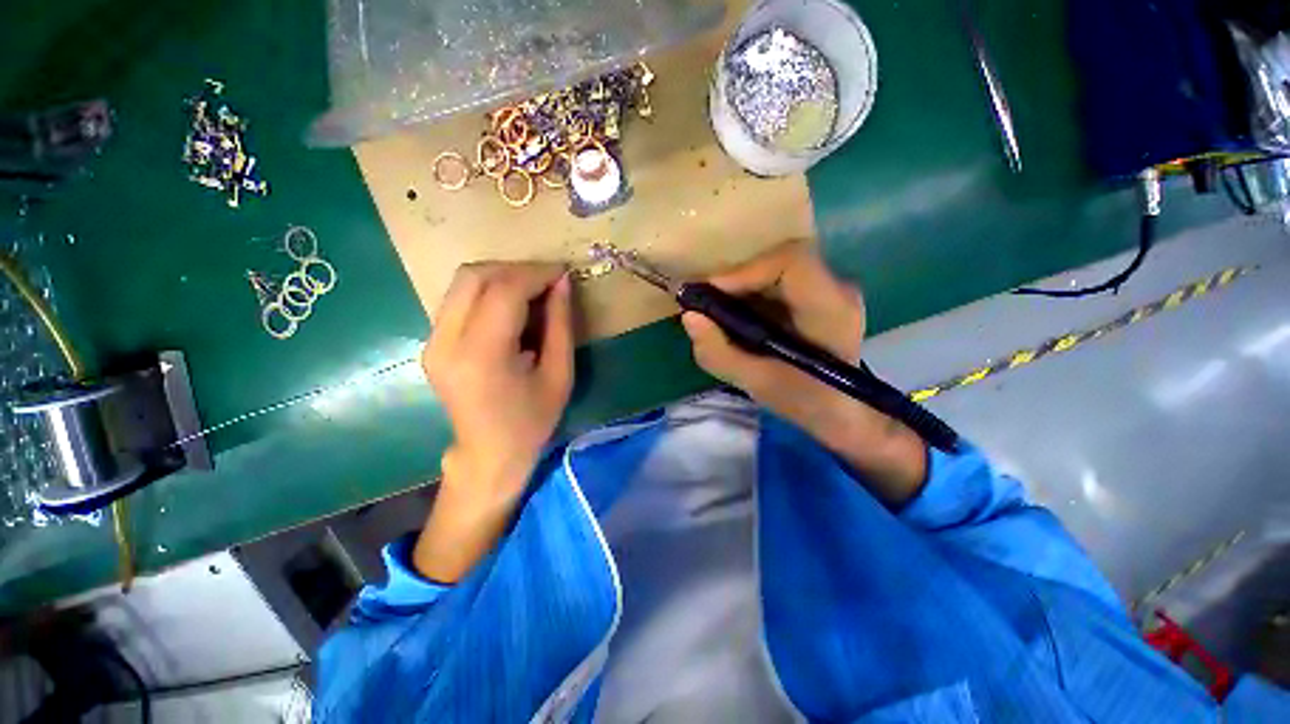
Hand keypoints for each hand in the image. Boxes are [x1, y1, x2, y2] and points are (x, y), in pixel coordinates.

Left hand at [415, 262, 572, 580]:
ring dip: (502, 277)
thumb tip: (563, 283)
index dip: (536, 273)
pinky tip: (512, 306)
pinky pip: (459, 299)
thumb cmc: (532, 421)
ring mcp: (432, 342)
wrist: (489, 455)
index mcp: (482, 356)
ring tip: (533, 290)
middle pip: (474, 276)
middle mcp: (446, 342)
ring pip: (463, 282)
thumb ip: (561, 325)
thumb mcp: (559, 374)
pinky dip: (488, 291)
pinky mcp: (432, 343)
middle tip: (548, 280)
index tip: (563, 272)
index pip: (504, 291)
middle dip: (517, 269)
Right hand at [681, 241, 926, 504]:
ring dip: (741, 285)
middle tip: (705, 302)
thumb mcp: (756, 383)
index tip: (711, 293)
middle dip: (736, 278)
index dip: (745, 271)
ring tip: (716, 309)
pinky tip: (736, 314)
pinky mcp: (818, 294)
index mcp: (830, 309)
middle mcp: (836, 288)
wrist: (844, 411)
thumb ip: (719, 353)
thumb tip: (689, 317)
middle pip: (778, 260)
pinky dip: (751, 292)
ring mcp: (830, 288)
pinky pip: (778, 279)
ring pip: (776, 267)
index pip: (791, 261)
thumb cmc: (807, 402)